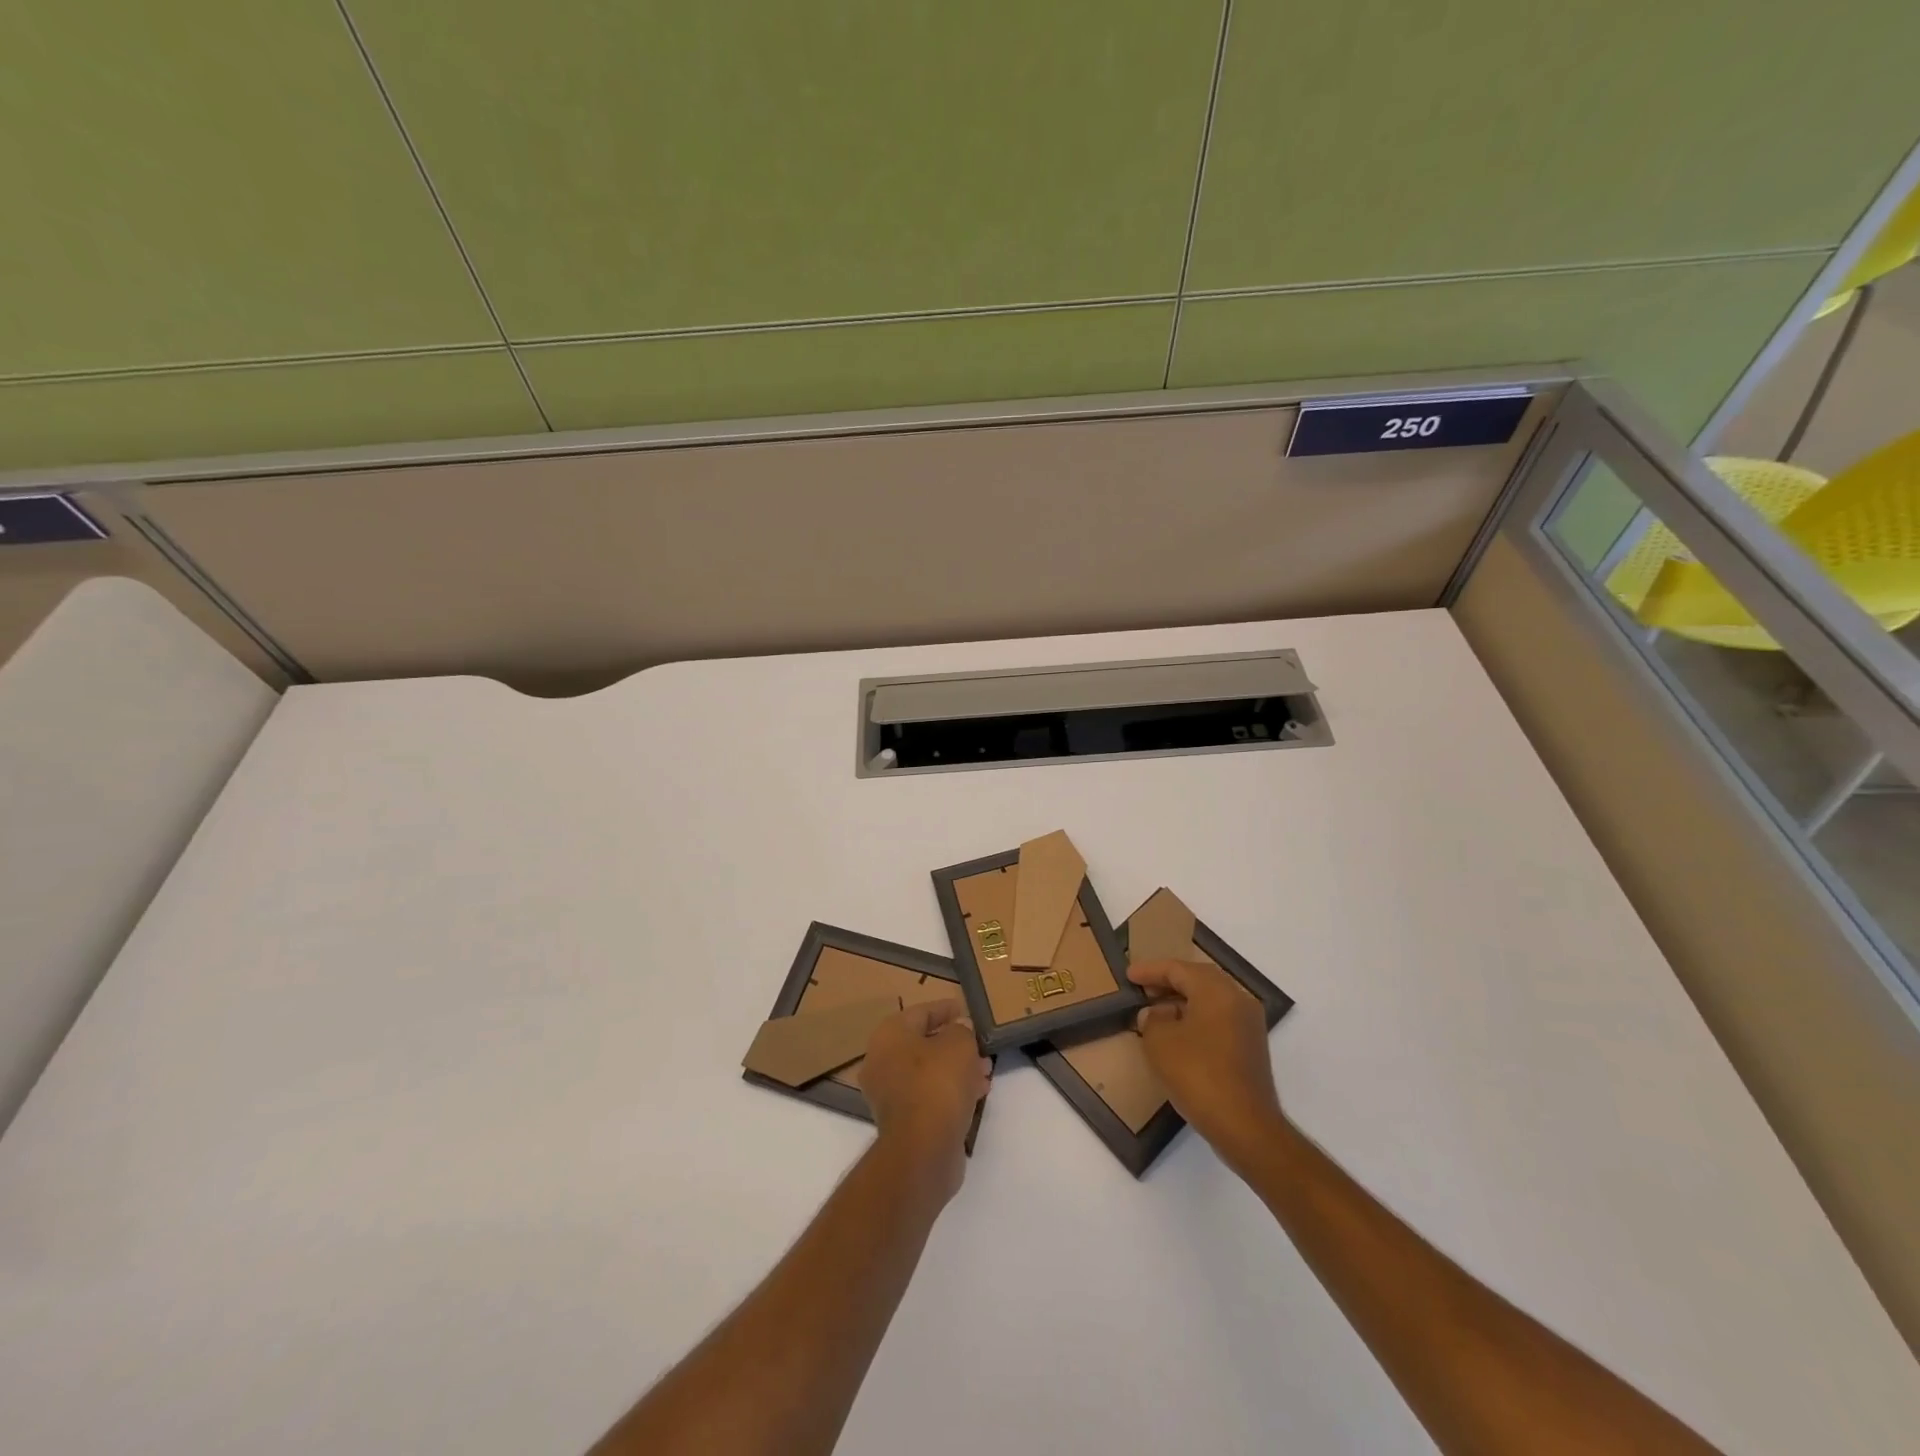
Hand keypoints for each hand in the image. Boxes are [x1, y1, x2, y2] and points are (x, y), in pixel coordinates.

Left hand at [860, 1001, 990, 1201]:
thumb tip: (959, 1030)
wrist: (923, 1149)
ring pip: (928, 1072)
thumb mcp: (959, 1044)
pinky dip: (950, 1091)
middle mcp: (882, 1061)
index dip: (945, 1009)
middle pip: (923, 1044)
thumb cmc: (938, 1082)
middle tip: (979, 1044)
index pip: (920, 1012)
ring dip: (957, 1069)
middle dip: (954, 1043)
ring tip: (985, 1070)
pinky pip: (929, 1096)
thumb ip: (961, 1030)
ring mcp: (889, 1094)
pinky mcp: (902, 1121)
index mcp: (889, 1035)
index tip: (965, 1010)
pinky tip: (977, 1092)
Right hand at [1130, 959, 1283, 1168]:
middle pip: (1198, 980)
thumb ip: (1152, 1019)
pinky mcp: (1250, 1047)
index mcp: (1217, 991)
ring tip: (1155, 1012)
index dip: (1150, 970)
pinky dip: (1196, 1018)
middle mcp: (1238, 1000)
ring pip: (1210, 1000)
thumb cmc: (1198, 1075)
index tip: (1129, 975)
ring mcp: (1248, 1025)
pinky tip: (1177, 1035)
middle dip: (1168, 982)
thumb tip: (1156, 1013)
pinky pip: (1218, 1019)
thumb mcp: (1160, 1043)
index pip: (1178, 969)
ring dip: (1182, 1001)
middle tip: (1143, 988)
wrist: (1246, 1127)